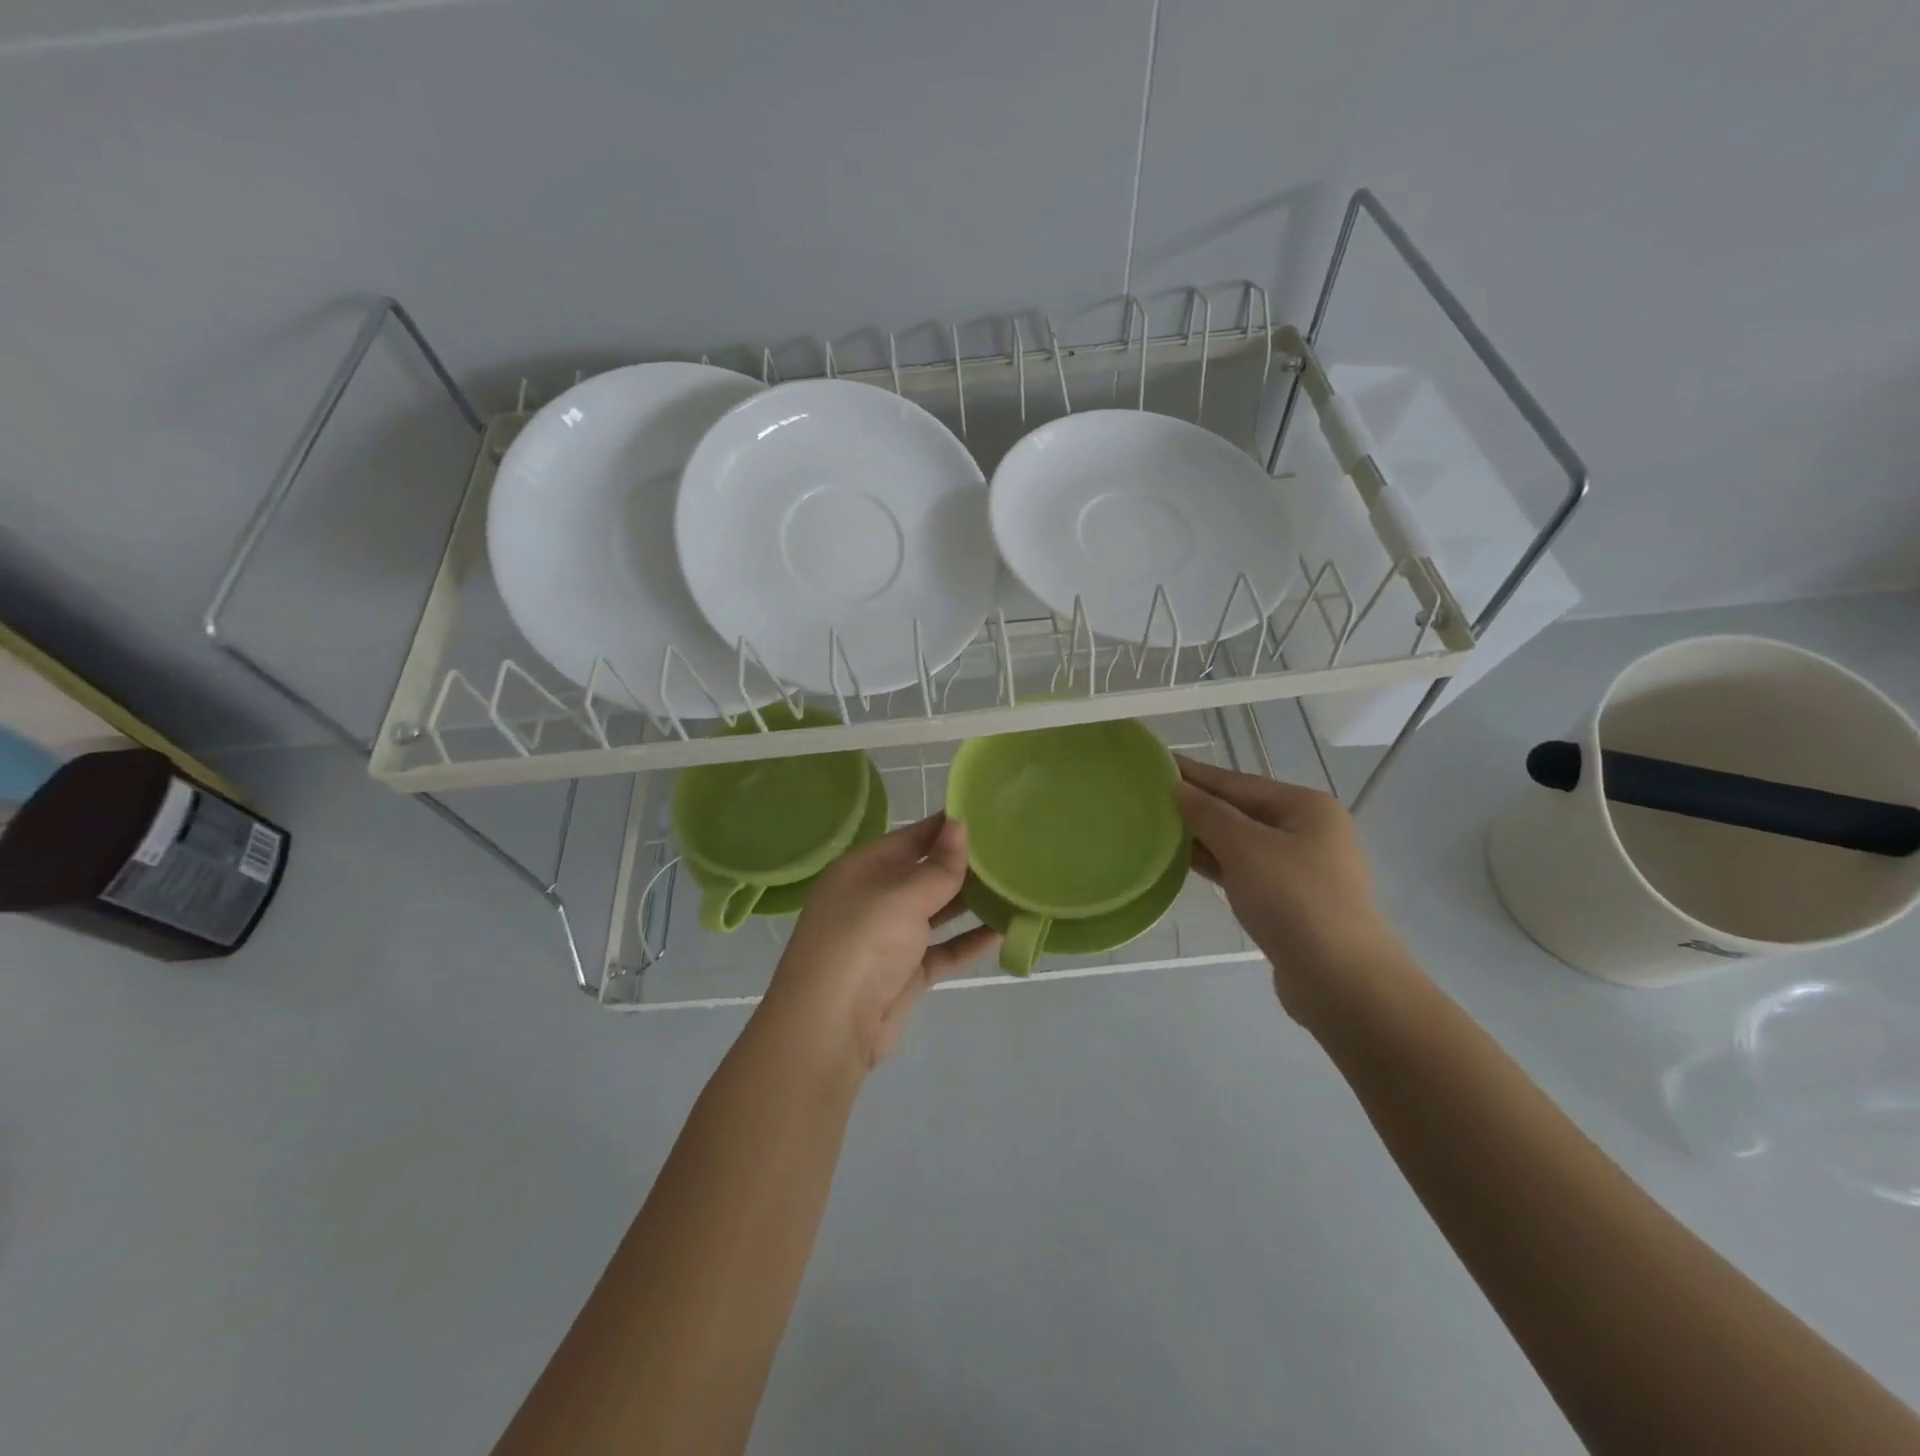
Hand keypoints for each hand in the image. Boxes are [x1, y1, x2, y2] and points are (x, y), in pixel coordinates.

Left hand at [765, 814, 998, 1071]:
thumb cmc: (863, 941)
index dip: (945, 826)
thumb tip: (960, 822)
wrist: (831, 1025)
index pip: (910, 837)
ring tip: (1013, 884)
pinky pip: (943, 949)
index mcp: (862, 868)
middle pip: (924, 873)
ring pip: (936, 912)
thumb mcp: (903, 895)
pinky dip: (969, 941)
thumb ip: (939, 865)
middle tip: (1010, 848)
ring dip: (970, 902)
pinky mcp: (906, 973)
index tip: (987, 812)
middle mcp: (874, 898)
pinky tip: (1003, 930)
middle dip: (963, 864)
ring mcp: (890, 937)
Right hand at [1174, 756, 1411, 1021]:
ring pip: (1240, 843)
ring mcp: (1300, 869)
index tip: (1156, 763)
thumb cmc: (1294, 900)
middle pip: (1240, 810)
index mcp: (1306, 807)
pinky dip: (1215, 864)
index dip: (1195, 774)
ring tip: (1156, 826)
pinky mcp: (1289, 902)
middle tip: (1146, 796)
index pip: (1237, 782)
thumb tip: (1177, 789)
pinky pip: (1243, 871)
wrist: (1341, 981)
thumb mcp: (1245, 848)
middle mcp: (1307, 831)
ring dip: (1202, 836)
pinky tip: (1182, 861)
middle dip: (1196, 805)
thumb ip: (1208, 814)